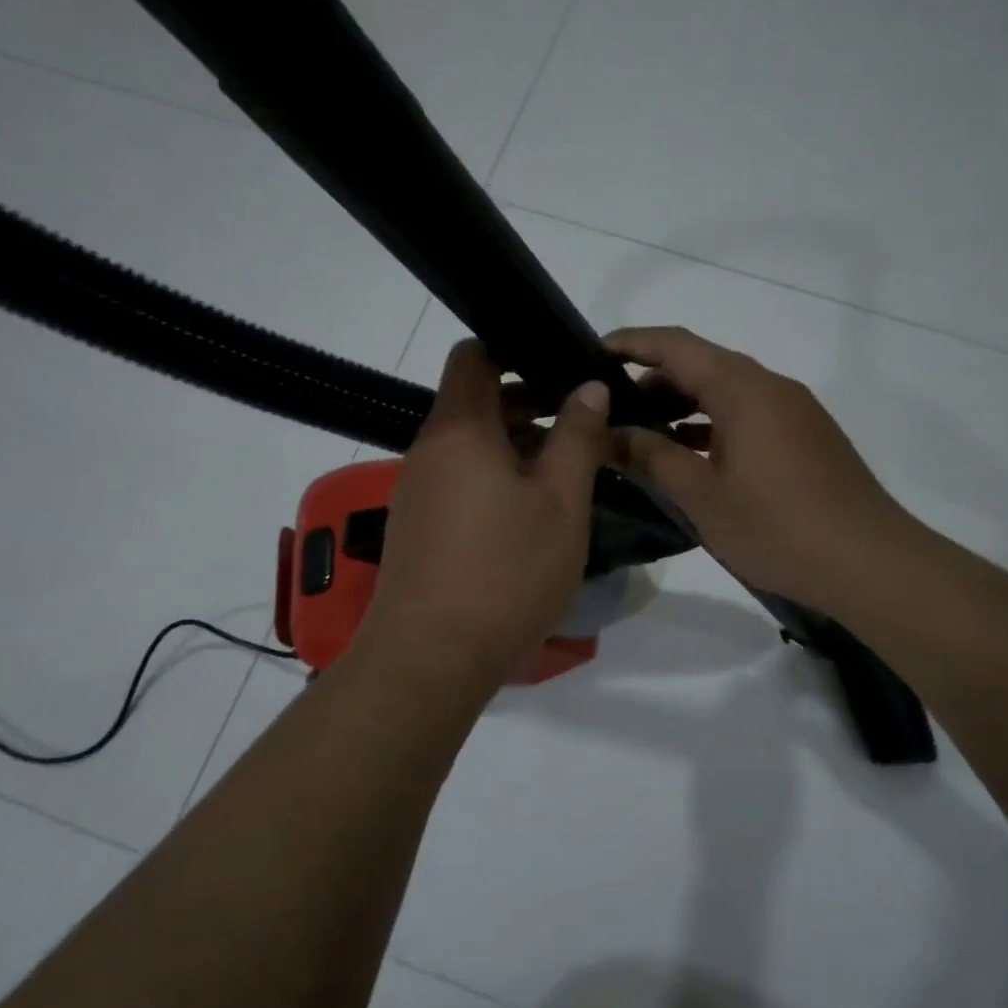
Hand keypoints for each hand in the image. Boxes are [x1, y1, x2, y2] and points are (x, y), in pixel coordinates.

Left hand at [356, 341, 609, 694]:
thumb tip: (589, 387)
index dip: (513, 349)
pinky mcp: (418, 528)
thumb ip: (577, 438)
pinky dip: (496, 479)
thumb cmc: (505, 572)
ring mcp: (417, 492)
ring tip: (566, 468)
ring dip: (516, 445)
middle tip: (581, 421)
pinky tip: (532, 512)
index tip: (560, 366)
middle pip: (474, 402)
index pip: (473, 356)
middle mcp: (428, 451)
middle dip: (527, 402)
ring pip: (470, 446)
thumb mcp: (559, 503)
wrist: (430, 658)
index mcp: (459, 430)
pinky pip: (460, 482)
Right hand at [606, 326, 910, 616]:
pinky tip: (690, 457)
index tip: (590, 355)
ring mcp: (793, 410)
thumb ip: (651, 457)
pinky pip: (747, 415)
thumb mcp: (701, 495)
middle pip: (701, 364)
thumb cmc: (777, 526)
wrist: (869, 561)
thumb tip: (609, 433)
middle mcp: (770, 386)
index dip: (630, 343)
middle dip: (652, 381)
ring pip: (725, 392)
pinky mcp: (805, 436)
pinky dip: (712, 425)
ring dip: (682, 406)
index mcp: (742, 388)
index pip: (675, 345)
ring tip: (642, 437)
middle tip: (610, 412)